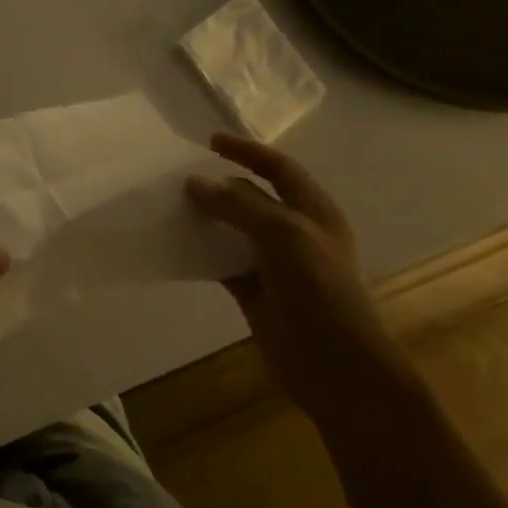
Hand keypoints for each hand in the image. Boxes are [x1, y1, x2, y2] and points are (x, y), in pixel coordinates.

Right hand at [185, 134, 401, 416]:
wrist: (336, 365)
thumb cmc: (319, 289)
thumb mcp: (283, 234)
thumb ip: (238, 205)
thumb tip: (194, 182)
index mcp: (313, 211)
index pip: (278, 168)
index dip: (248, 152)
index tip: (210, 142)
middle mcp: (294, 232)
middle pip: (252, 197)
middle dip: (220, 185)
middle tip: (179, 177)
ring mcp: (274, 263)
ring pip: (233, 230)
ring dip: (206, 218)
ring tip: (171, 207)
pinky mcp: (254, 292)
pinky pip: (222, 262)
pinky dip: (201, 252)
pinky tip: (176, 245)